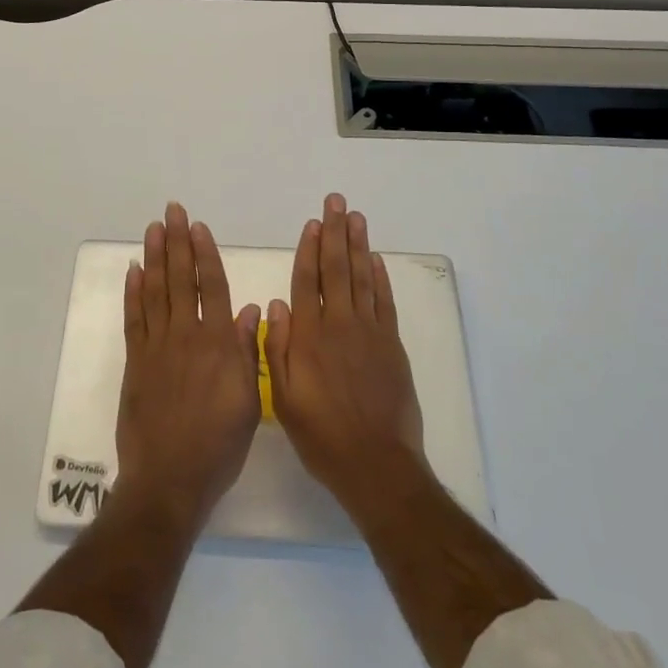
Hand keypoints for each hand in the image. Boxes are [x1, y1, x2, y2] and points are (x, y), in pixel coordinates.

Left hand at [114, 203, 262, 527]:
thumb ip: (249, 352)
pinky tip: (134, 271)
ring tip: (153, 228)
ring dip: (155, 257)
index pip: (214, 287)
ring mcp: (158, 347)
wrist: (169, 479)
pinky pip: (134, 318)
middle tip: (171, 211)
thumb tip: (251, 309)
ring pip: (156, 291)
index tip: (198, 227)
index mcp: (219, 344)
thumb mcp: (250, 403)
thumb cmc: (218, 446)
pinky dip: (133, 292)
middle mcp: (187, 336)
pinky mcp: (136, 361)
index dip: (206, 254)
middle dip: (177, 242)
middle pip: (182, 279)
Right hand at [264, 193, 425, 522]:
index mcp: (310, 337)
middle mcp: (340, 326)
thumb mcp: (284, 400)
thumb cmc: (322, 436)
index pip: (307, 282)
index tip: (312, 223)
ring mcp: (370, 333)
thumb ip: (278, 350)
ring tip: (356, 217)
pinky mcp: (392, 346)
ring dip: (359, 245)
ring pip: (363, 278)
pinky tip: (376, 259)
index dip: (309, 250)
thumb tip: (276, 306)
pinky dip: (381, 278)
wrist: (377, 465)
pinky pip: (385, 303)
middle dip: (335, 233)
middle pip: (337, 269)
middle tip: (336, 202)